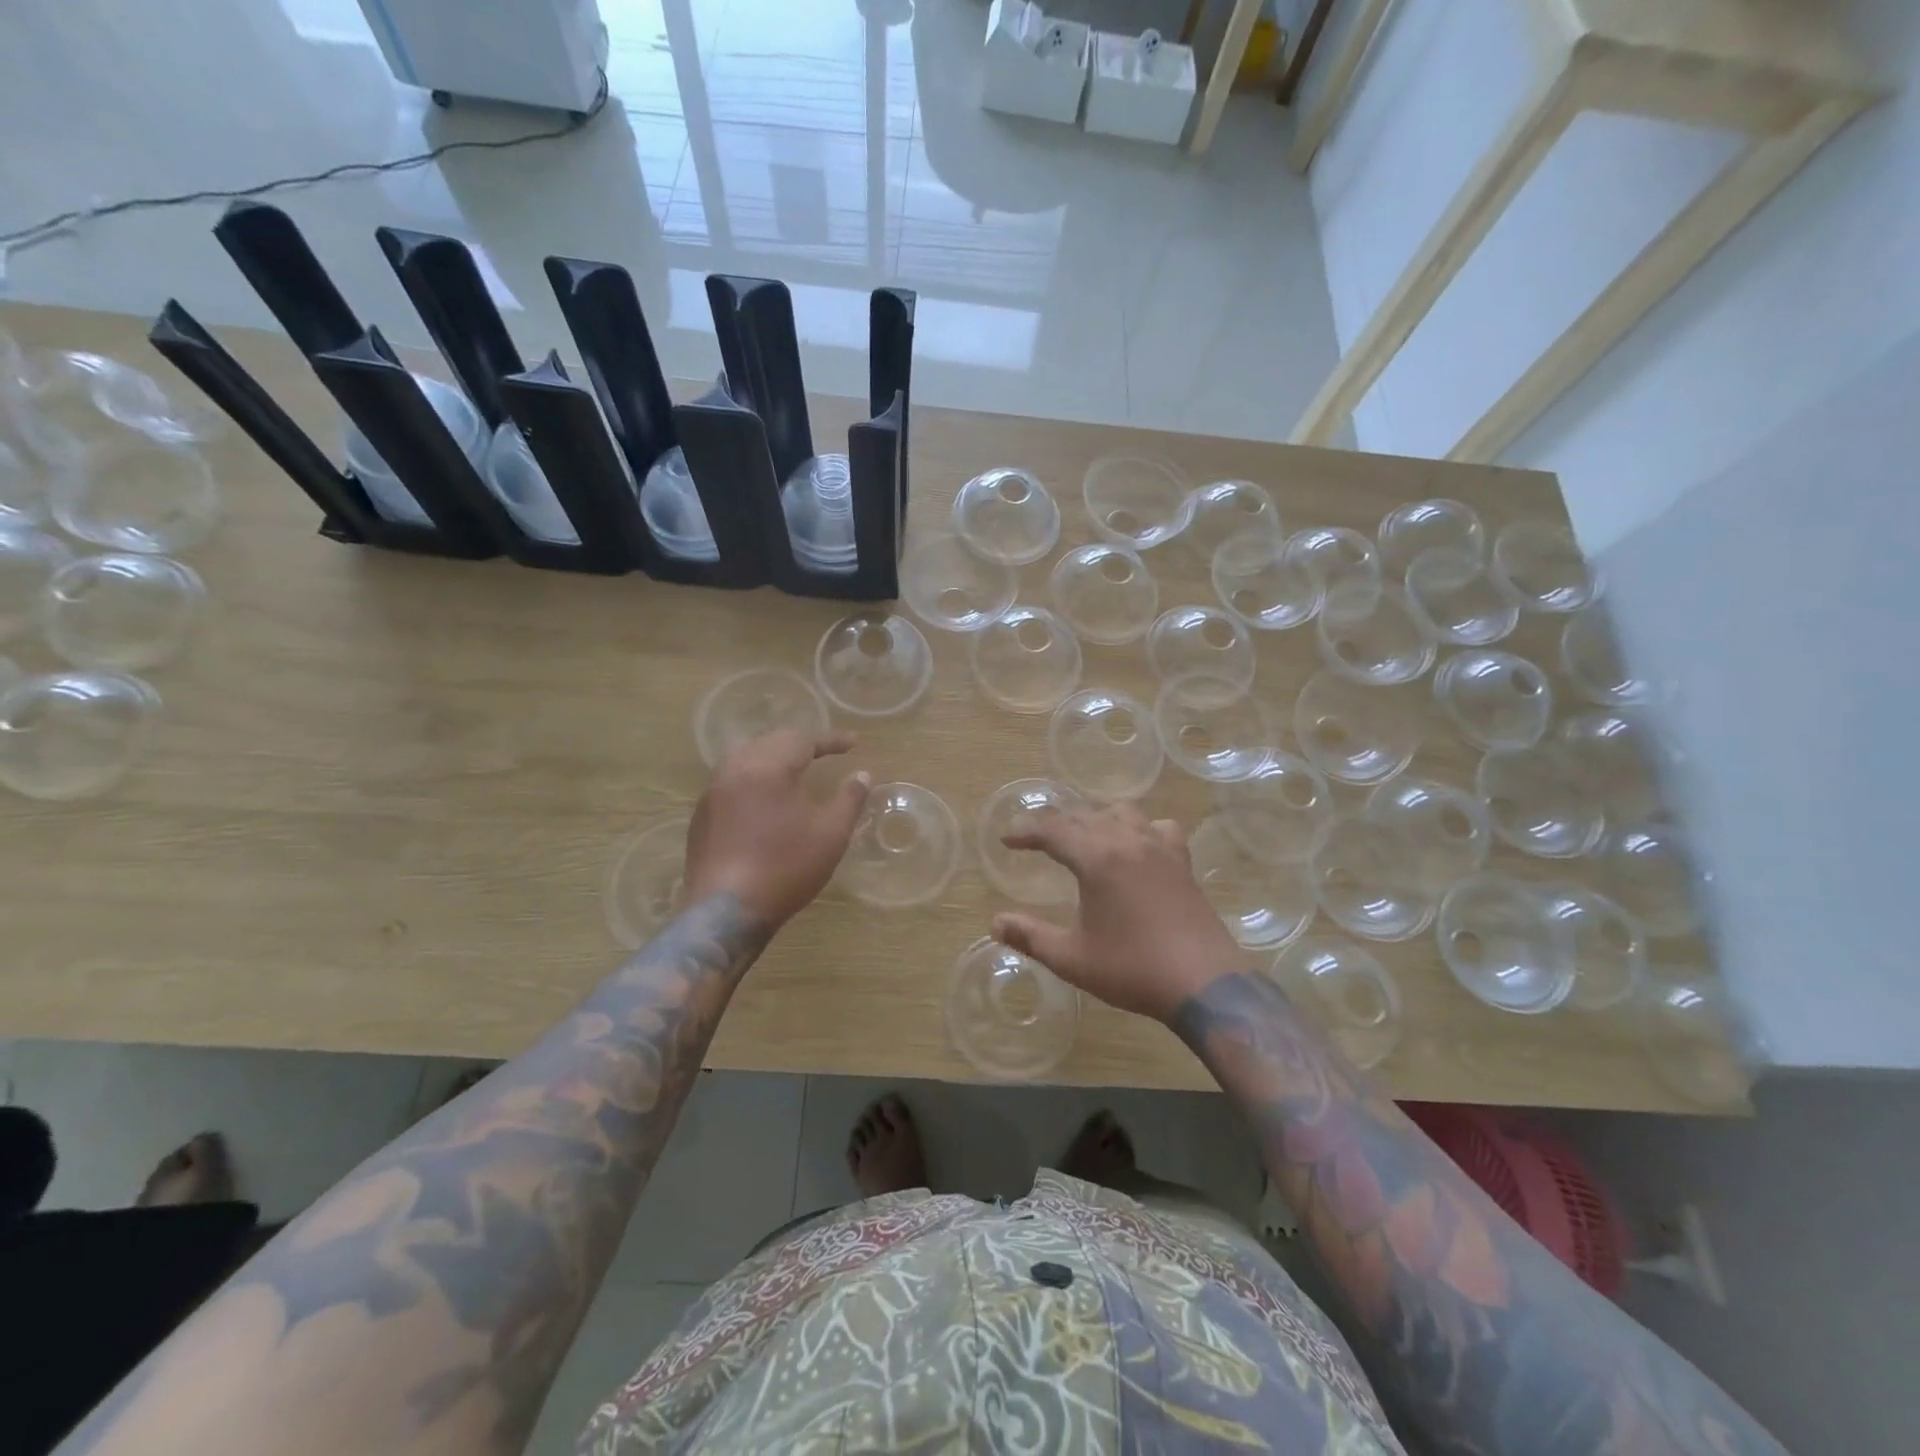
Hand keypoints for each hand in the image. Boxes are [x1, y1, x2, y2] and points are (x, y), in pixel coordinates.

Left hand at [683, 728, 869, 927]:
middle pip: (769, 741)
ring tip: (792, 768)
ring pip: (744, 757)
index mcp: (768, 768)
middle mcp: (735, 770)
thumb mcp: (831, 834)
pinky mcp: (701, 816)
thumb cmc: (786, 868)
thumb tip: (862, 774)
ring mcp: (712, 793)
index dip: (830, 739)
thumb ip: (849, 798)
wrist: (727, 912)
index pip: (802, 739)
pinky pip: (730, 780)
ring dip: (772, 756)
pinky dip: (752, 777)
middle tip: (824, 751)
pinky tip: (763, 798)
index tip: (853, 744)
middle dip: (799, 743)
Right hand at [991, 802, 1250, 1023]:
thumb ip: (1031, 937)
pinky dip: (1141, 829)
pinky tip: (1137, 847)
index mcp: (1097, 859)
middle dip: (1056, 825)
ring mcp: (1159, 849)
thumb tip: (995, 923)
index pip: (1053, 831)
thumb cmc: (1132, 969)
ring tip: (1082, 837)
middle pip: (1084, 817)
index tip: (1007, 841)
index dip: (1026, 833)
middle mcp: (1128, 841)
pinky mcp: (1182, 862)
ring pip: (1121, 813)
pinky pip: (1159, 828)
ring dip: (1095, 819)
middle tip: (1036, 841)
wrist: (1203, 983)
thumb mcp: (1072, 958)